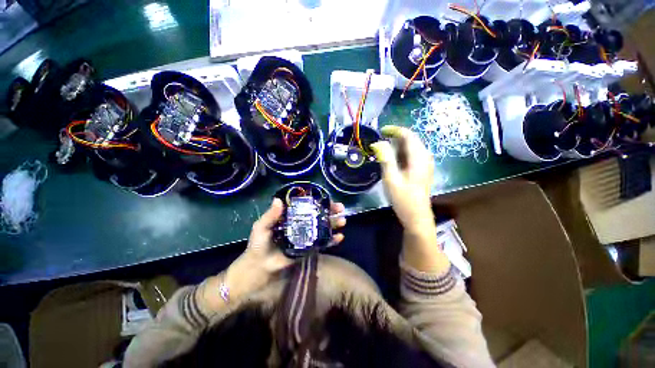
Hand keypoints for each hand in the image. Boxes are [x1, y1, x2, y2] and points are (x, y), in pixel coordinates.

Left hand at [225, 198, 346, 300]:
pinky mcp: (309, 249)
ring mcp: (306, 237)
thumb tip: (278, 200)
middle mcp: (301, 224)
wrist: (259, 268)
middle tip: (341, 209)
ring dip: (334, 224)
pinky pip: (322, 243)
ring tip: (343, 221)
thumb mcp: (261, 227)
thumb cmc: (258, 245)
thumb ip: (270, 215)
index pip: (307, 206)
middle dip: (331, 212)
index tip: (328, 199)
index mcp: (291, 217)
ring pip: (323, 228)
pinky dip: (332, 241)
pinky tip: (340, 237)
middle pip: (318, 216)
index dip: (318, 202)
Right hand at [371, 126, 434, 231]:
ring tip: (383, 149)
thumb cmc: (403, 199)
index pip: (408, 135)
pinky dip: (401, 153)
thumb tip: (378, 142)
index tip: (381, 131)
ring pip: (411, 147)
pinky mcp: (422, 170)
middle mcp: (425, 157)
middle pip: (411, 139)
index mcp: (419, 157)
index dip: (394, 130)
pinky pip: (412, 155)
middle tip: (379, 141)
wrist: (417, 216)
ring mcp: (425, 164)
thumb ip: (385, 159)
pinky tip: (393, 159)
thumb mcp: (391, 178)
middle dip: (395, 137)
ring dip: (397, 145)